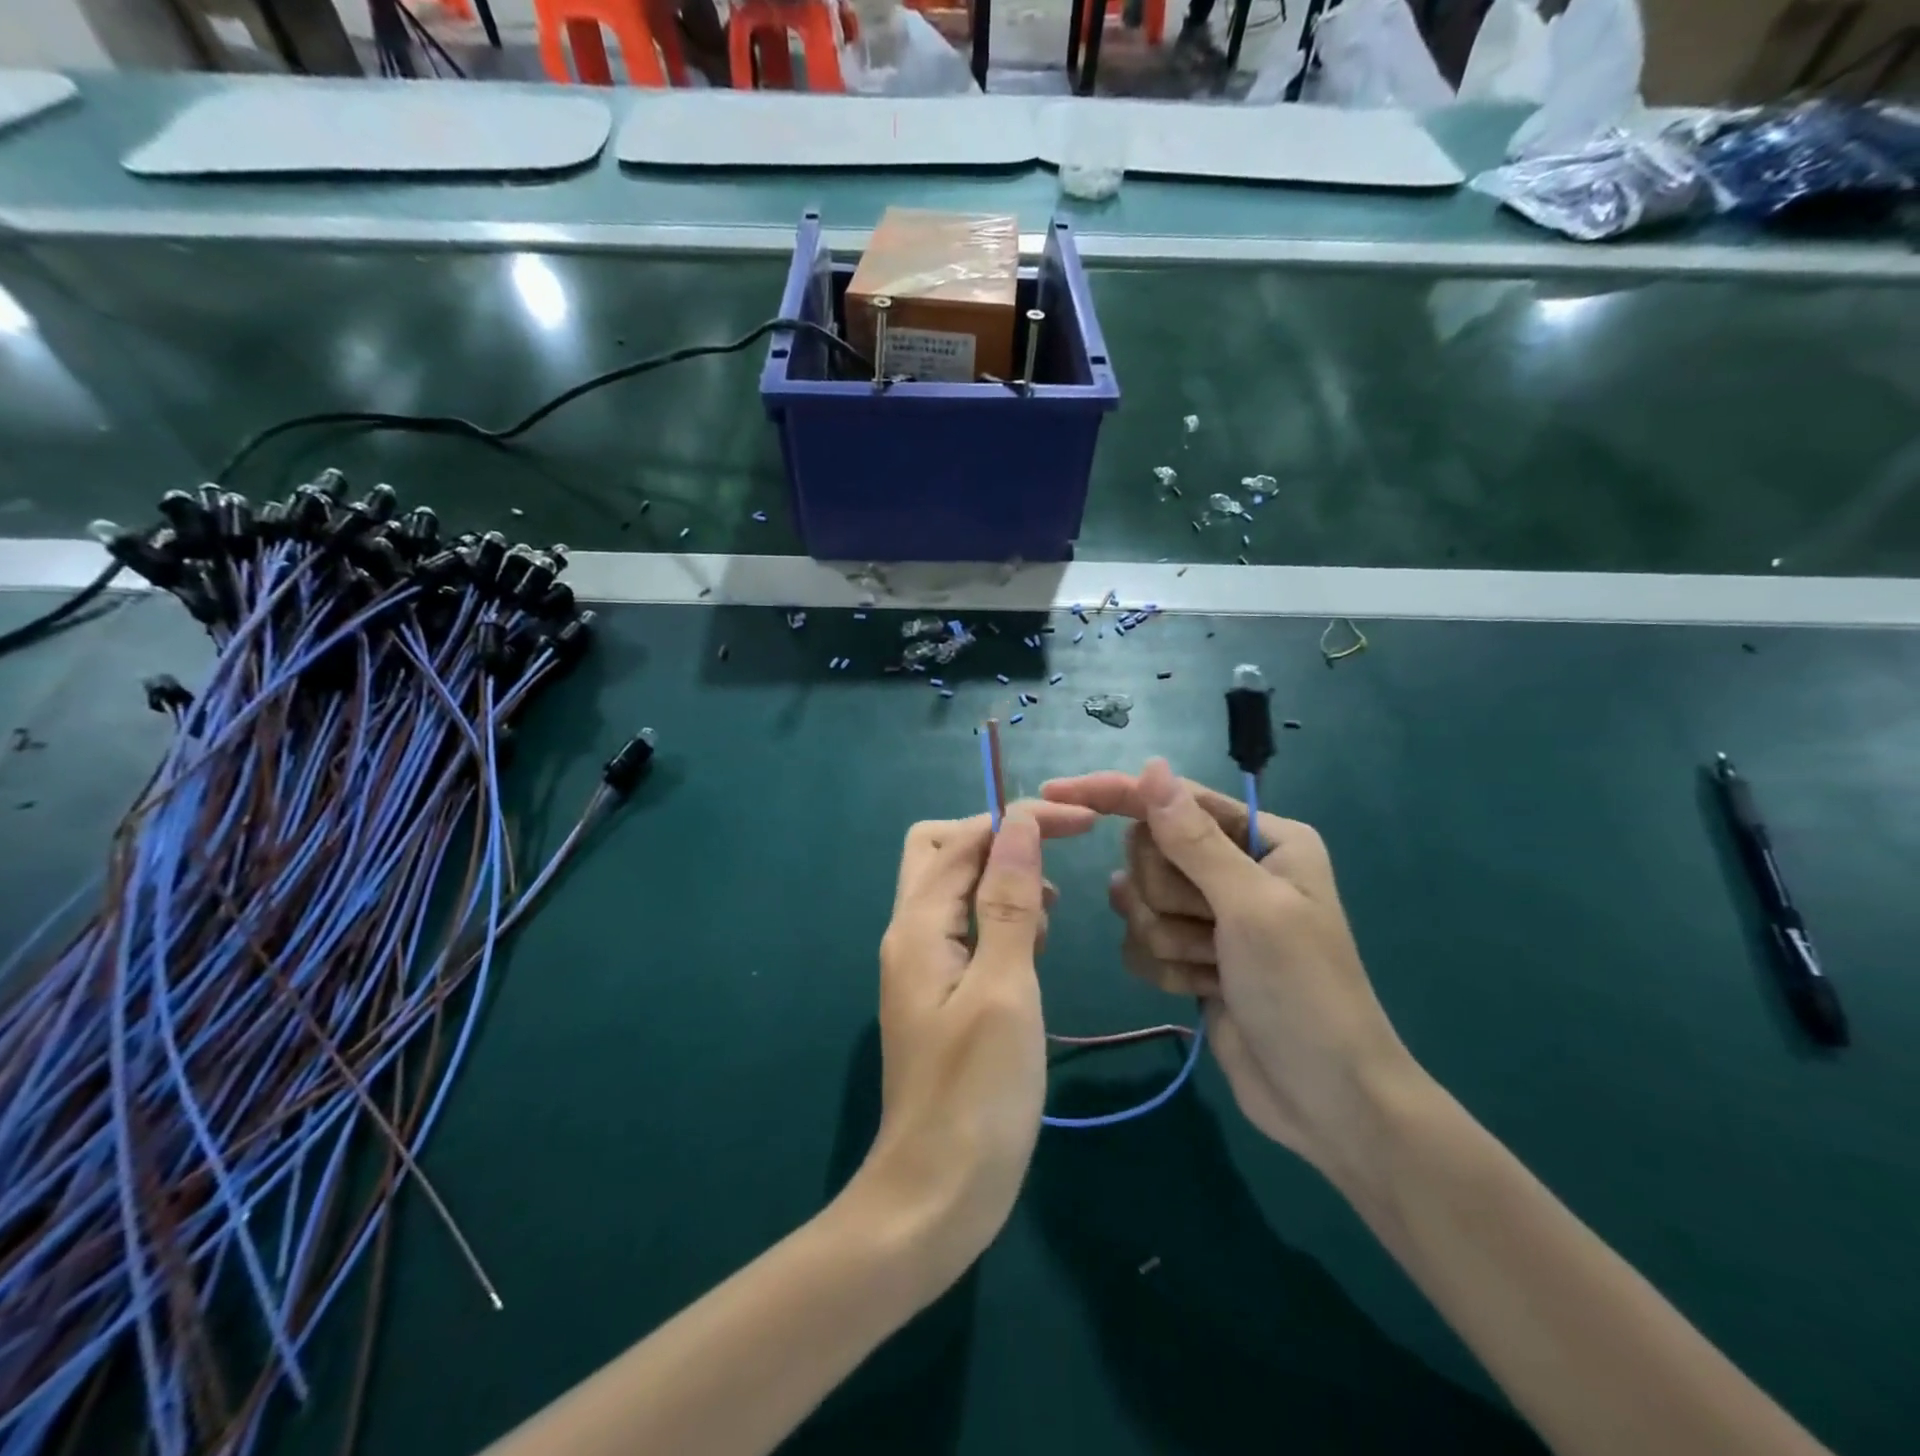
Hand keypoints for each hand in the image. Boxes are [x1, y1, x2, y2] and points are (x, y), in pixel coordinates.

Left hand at [852, 799, 1095, 1292]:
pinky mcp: (938, 993)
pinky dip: (999, 921)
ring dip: (1000, 881)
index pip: (966, 839)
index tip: (1082, 823)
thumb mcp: (1005, 988)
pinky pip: (964, 929)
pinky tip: (1031, 953)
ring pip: (954, 888)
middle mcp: (910, 933)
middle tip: (1051, 867)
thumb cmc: (977, 1094)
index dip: (1021, 819)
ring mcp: (920, 964)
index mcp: (918, 925)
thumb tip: (1018, 823)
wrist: (935, 1196)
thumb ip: (1009, 901)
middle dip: (998, 842)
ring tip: (1044, 922)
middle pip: (942, 851)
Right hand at [1041, 760, 1414, 1181]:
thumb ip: (1194, 838)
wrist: (1325, 1100)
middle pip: (1148, 852)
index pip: (1170, 799)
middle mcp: (1232, 866)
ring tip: (1215, 968)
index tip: (1057, 792)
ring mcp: (1208, 913)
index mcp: (1261, 838)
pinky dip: (1166, 968)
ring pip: (1137, 900)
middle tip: (1213, 931)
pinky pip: (1139, 941)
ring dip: (1169, 939)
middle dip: (1167, 897)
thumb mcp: (1251, 907)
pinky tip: (1205, 990)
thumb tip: (1151, 768)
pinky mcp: (1188, 954)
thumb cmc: (1304, 991)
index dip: (1115, 794)